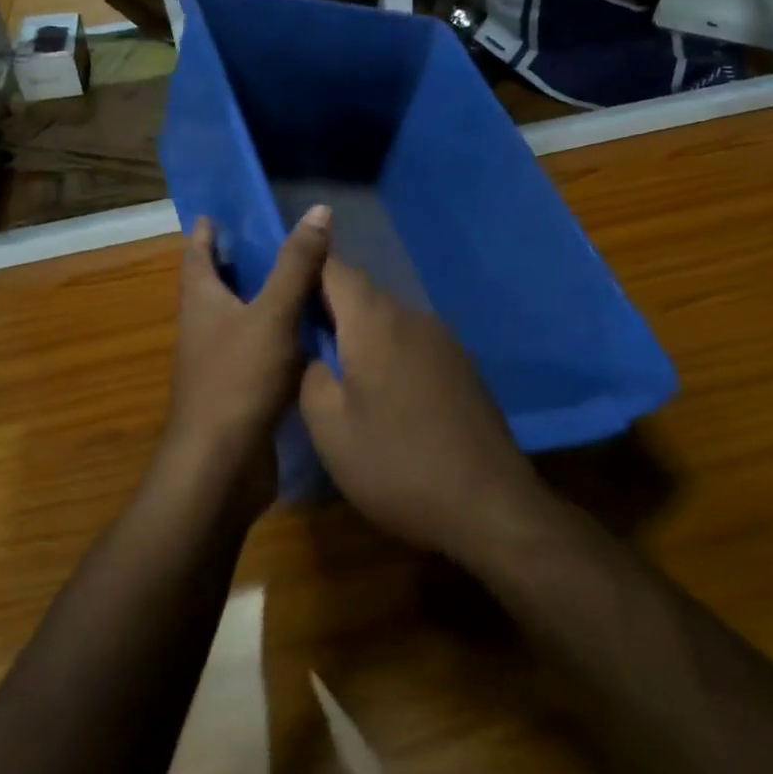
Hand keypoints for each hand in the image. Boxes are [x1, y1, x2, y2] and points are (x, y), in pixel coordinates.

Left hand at [159, 206, 331, 521]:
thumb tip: (318, 210)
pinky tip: (312, 332)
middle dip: (242, 261)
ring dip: (265, 298)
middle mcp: (204, 327)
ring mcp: (220, 361)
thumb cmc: (238, 380)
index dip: (208, 230)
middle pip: (219, 283)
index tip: (224, 211)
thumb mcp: (273, 314)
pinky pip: (260, 350)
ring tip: (305, 279)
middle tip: (281, 238)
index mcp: (201, 300)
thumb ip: (296, 264)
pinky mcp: (240, 390)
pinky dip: (280, 335)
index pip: (197, 252)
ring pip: (243, 318)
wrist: (221, 467)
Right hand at [299, 260, 547, 563]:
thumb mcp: (329, 429)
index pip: (334, 269)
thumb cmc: (396, 464)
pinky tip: (382, 390)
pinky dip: (389, 352)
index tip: (284, 289)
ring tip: (336, 366)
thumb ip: (309, 377)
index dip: (306, 269)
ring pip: (389, 319)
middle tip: (300, 336)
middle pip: (363, 293)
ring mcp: (444, 340)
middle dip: (330, 306)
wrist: (488, 504)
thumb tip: (314, 354)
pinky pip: (413, 342)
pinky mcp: (462, 366)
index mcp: (375, 321)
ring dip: (361, 332)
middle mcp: (412, 317)